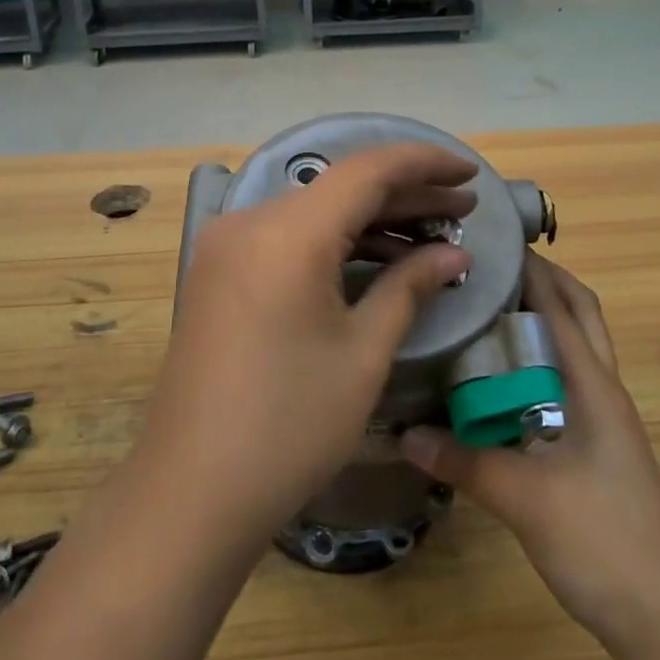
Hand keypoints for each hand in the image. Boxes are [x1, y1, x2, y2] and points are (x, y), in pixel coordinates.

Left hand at [137, 142, 475, 542]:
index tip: (470, 174)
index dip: (424, 164)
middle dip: (405, 194)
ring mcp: (228, 246)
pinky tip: (377, 258)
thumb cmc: (289, 426)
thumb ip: (410, 287)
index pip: (367, 170)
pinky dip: (335, 242)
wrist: (190, 495)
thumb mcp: (363, 353)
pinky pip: (289, 237)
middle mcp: (251, 221)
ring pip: (315, 212)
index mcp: (288, 232)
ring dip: (372, 219)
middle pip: (340, 188)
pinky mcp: (220, 272)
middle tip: (462, 211)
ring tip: (432, 235)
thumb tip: (454, 256)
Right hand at [401, 253, 659, 650]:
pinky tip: (501, 380)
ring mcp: (605, 420)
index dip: (533, 269)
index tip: (493, 242)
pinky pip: (567, 382)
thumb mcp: (524, 498)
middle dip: (544, 282)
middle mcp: (604, 391)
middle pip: (580, 315)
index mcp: (594, 386)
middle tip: (492, 269)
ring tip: (489, 309)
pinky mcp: (598, 446)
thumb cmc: (601, 542)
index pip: (563, 306)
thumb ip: (464, 461)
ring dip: (542, 320)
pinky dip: (539, 362)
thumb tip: (404, 433)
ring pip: (575, 348)